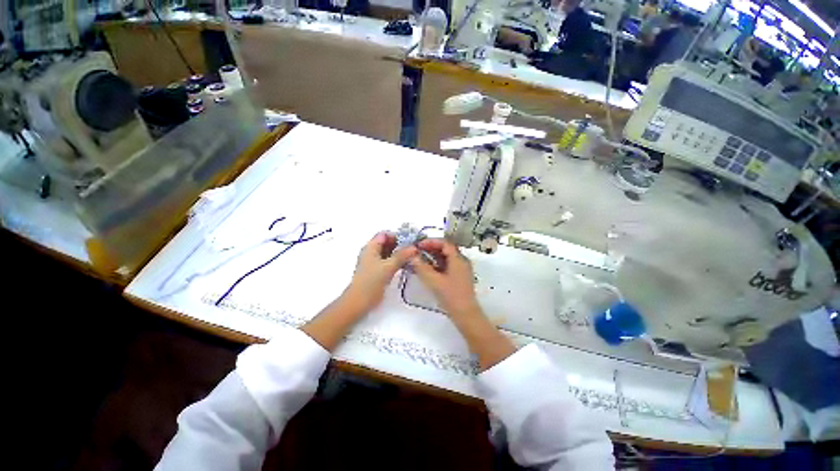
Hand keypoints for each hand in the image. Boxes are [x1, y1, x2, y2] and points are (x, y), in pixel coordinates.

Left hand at [343, 232, 416, 313]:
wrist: (359, 302)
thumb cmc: (371, 282)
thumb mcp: (388, 267)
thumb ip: (401, 255)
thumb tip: (414, 247)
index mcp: (370, 247)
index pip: (384, 234)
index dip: (397, 235)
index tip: (409, 241)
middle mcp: (371, 252)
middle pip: (387, 242)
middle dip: (400, 244)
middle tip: (413, 249)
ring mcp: (374, 262)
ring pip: (389, 252)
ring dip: (400, 253)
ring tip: (412, 257)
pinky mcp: (377, 271)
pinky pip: (389, 261)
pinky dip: (397, 261)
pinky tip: (406, 264)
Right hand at [409, 239, 480, 320]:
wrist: (465, 314)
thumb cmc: (450, 296)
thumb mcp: (433, 281)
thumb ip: (421, 267)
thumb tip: (412, 256)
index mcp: (458, 259)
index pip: (445, 243)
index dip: (431, 242)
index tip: (419, 245)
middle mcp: (462, 261)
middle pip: (446, 249)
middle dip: (431, 248)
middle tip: (418, 251)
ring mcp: (462, 269)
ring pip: (447, 257)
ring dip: (434, 256)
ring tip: (420, 259)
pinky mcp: (460, 276)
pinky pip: (448, 265)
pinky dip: (438, 264)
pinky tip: (428, 268)